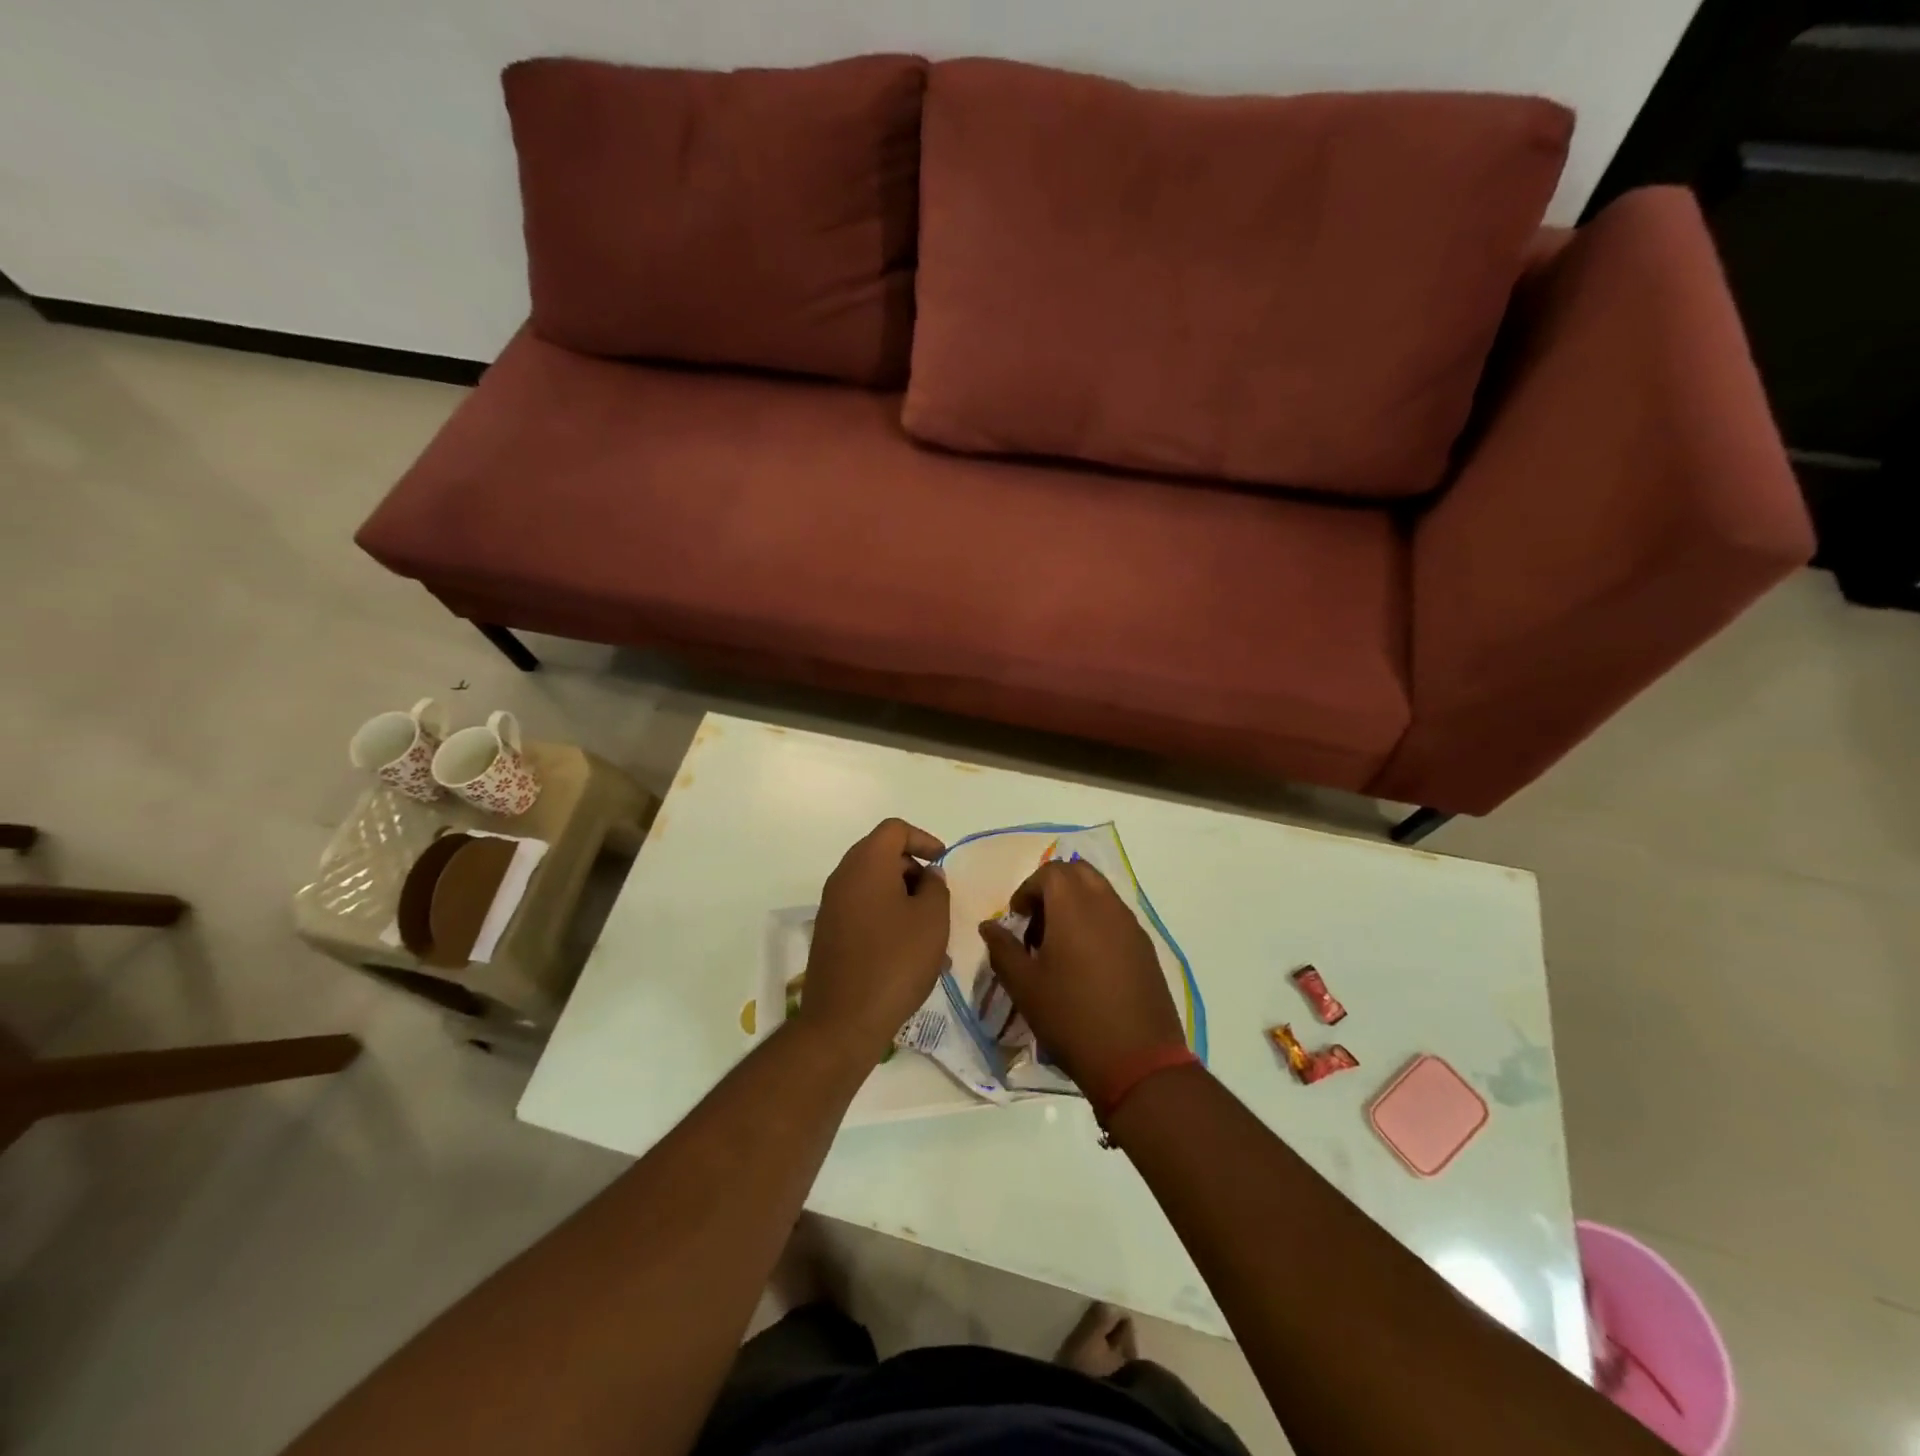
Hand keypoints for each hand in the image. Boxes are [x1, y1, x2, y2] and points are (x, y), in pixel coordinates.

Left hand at [797, 819, 950, 1062]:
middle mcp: (843, 877)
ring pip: (873, 886)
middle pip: (881, 855)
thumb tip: (928, 876)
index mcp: (867, 863)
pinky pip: (862, 910)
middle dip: (913, 870)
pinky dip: (886, 917)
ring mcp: (831, 906)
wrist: (843, 1020)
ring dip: (902, 898)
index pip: (894, 830)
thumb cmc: (895, 961)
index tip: (943, 862)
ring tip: (929, 931)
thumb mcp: (932, 920)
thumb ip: (936, 887)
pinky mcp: (828, 933)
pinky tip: (908, 950)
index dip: (923, 839)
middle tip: (938, 898)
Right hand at [978, 859, 1184, 1093]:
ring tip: (1060, 945)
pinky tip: (1087, 963)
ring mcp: (1131, 924)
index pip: (1049, 872)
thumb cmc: (1071, 1017)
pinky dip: (1097, 921)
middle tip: (1037, 922)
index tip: (1017, 919)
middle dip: (1053, 887)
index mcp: (1074, 906)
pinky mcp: (1145, 946)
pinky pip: (1116, 916)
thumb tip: (989, 926)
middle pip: (1078, 872)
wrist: (1137, 1059)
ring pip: (1100, 891)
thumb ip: (1003, 949)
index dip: (1027, 889)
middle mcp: (1106, 904)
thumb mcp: (1024, 986)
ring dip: (1076, 903)